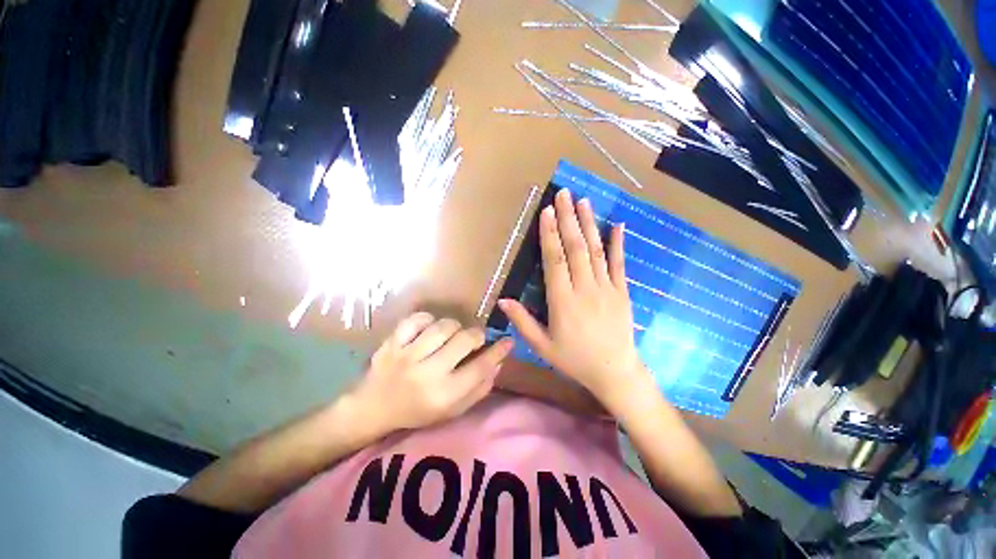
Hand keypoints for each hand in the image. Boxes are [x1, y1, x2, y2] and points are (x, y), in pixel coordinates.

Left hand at [351, 312, 513, 432]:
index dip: (498, 351)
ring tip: (452, 335)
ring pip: (443, 326)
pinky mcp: (392, 342)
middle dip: (476, 336)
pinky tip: (429, 328)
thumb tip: (498, 363)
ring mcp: (407, 355)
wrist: (372, 408)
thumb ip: (478, 389)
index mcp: (443, 395)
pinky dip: (428, 319)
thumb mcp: (452, 411)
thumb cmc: (417, 412)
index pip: (480, 367)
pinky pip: (416, 319)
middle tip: (475, 339)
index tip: (508, 341)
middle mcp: (427, 373)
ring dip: (454, 327)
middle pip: (464, 340)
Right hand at [499, 189, 649, 409]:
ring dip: (588, 224)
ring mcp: (606, 288)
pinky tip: (617, 224)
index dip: (550, 234)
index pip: (554, 260)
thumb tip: (502, 300)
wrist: (614, 372)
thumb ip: (522, 321)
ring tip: (583, 201)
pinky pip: (620, 263)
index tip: (547, 211)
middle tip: (563, 194)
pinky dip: (618, 243)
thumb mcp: (542, 345)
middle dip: (568, 218)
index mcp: (562, 301)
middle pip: (575, 248)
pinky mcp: (622, 291)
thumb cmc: (574, 359)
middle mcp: (584, 288)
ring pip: (596, 250)